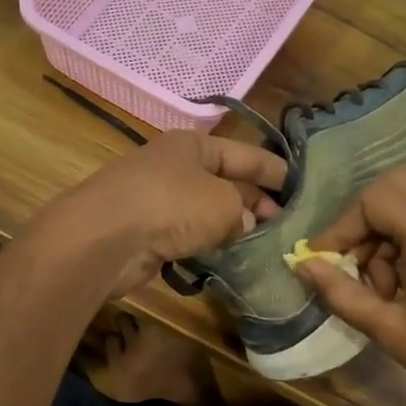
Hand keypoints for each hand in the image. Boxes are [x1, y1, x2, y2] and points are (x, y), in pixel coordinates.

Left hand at [36, 131, 288, 297]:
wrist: (103, 238)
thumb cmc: (170, 206)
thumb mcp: (222, 203)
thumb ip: (244, 210)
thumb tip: (246, 222)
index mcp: (193, 146)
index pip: (245, 153)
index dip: (275, 170)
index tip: (302, 187)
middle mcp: (175, 167)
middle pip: (226, 182)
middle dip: (257, 202)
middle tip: (288, 225)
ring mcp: (158, 200)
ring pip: (207, 211)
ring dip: (233, 226)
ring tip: (267, 245)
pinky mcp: (148, 232)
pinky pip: (188, 236)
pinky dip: (209, 245)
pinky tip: (230, 259)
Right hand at [294, 170, 405, 400]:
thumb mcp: (389, 328)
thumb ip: (341, 292)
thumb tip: (304, 267)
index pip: (372, 199)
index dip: (341, 226)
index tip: (324, 260)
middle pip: (395, 186)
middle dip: (364, 218)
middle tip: (354, 261)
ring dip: (388, 229)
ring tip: (384, 283)